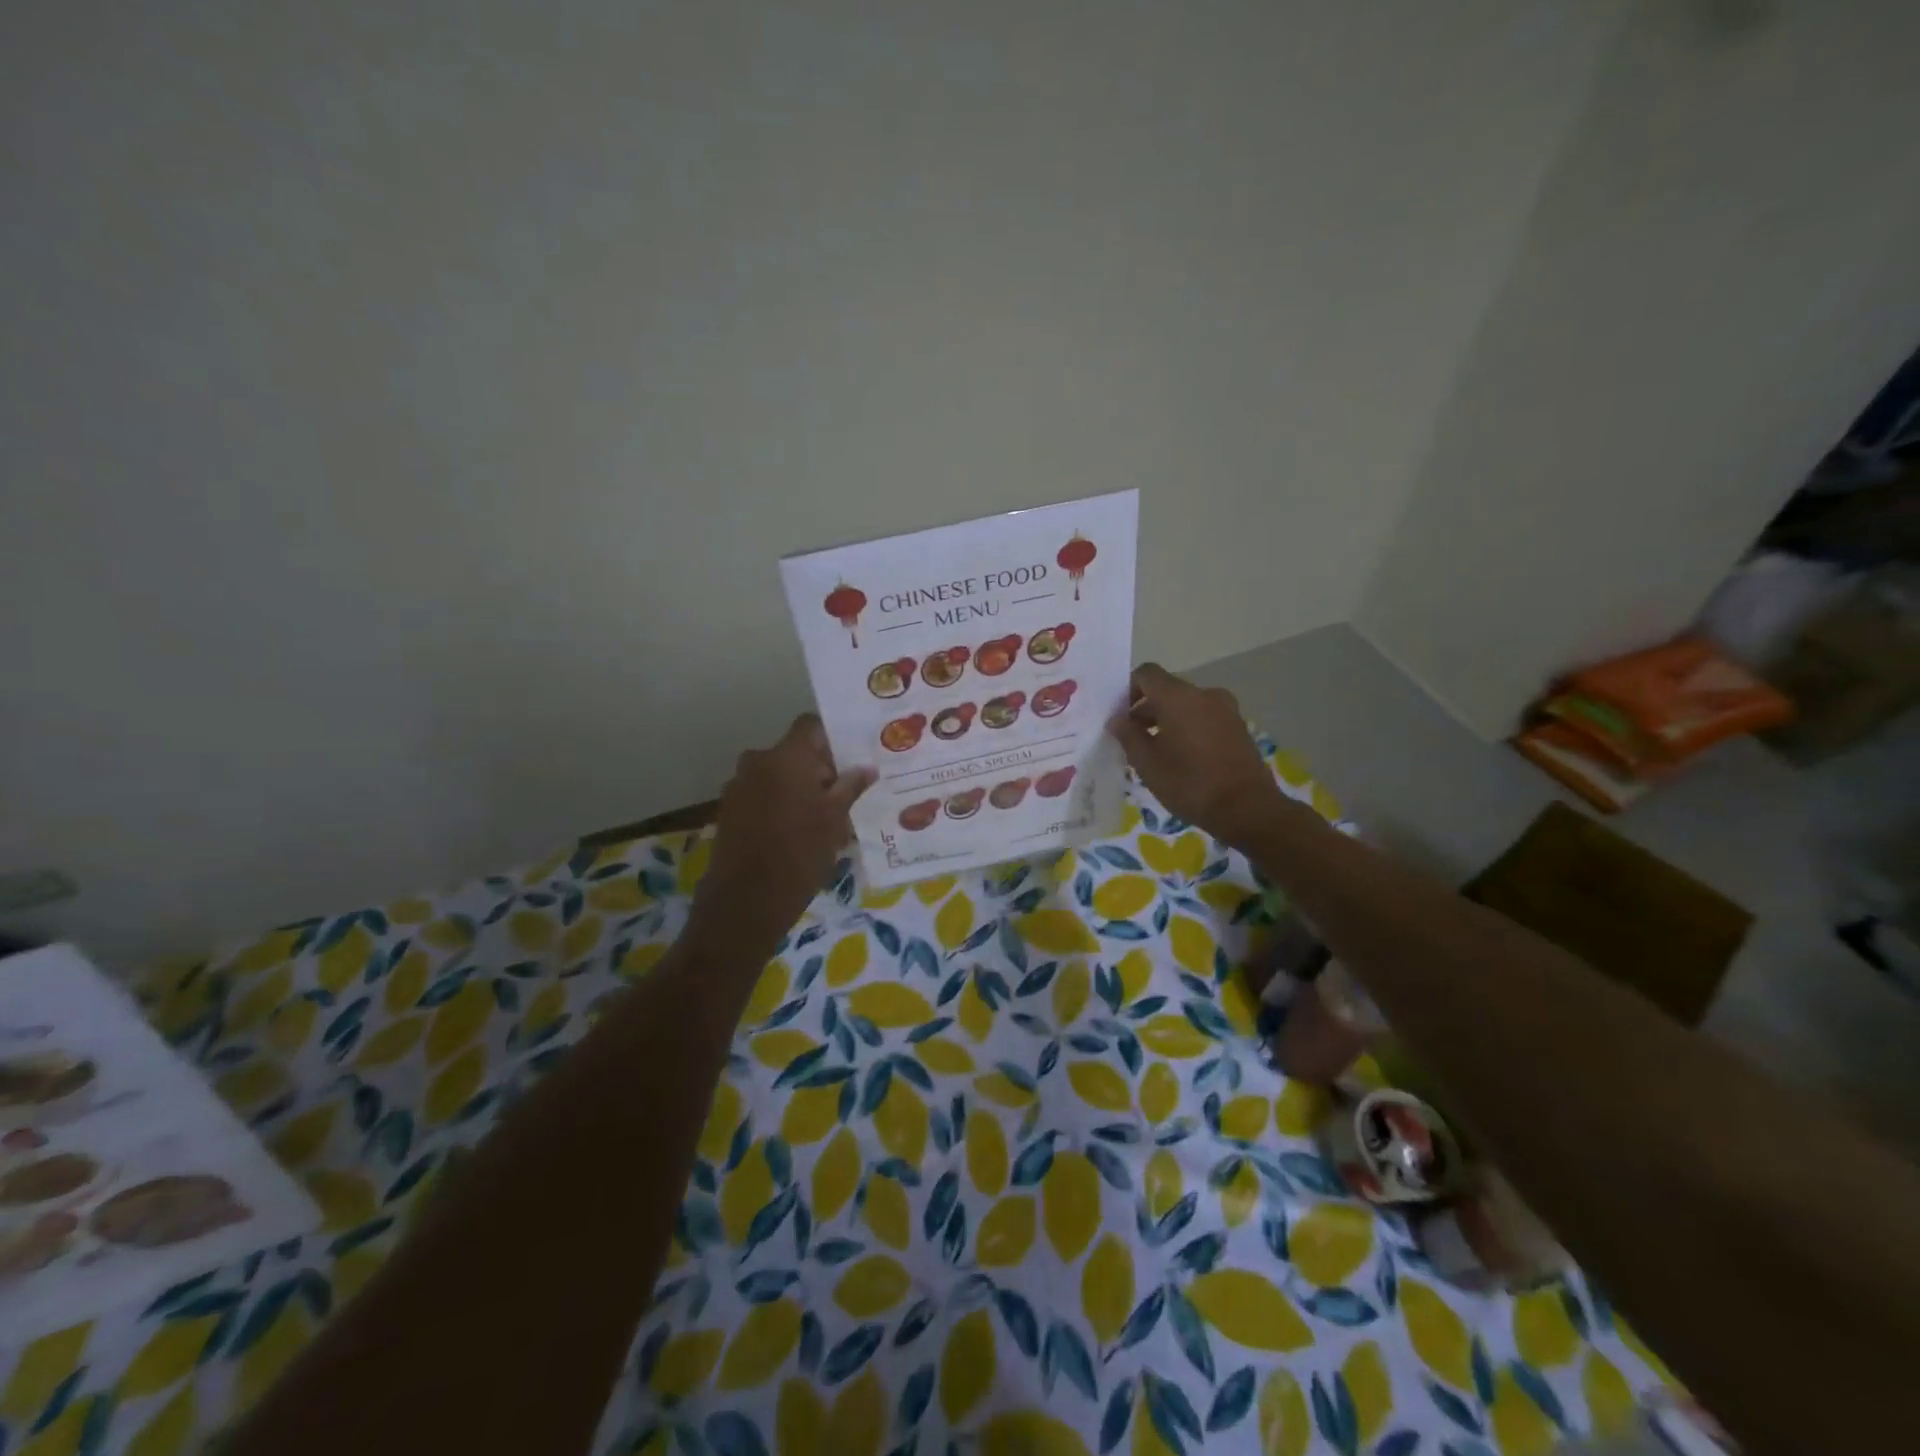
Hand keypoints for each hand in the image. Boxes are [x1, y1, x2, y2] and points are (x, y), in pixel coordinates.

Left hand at [688, 714, 873, 957]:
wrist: (746, 900)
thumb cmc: (800, 853)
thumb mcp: (835, 819)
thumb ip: (850, 787)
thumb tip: (866, 768)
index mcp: (786, 757)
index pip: (810, 725)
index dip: (832, 737)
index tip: (850, 758)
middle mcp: (757, 761)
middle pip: (794, 752)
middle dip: (818, 768)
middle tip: (843, 794)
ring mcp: (738, 786)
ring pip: (777, 775)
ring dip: (797, 787)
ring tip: (821, 817)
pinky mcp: (729, 810)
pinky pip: (761, 794)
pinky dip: (779, 803)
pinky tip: (795, 831)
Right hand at [1109, 664, 1286, 849]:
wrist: (1248, 809)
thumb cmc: (1190, 784)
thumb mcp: (1148, 764)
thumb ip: (1128, 735)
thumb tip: (1117, 719)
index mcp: (1179, 697)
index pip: (1146, 674)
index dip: (1128, 690)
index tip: (1120, 717)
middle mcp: (1204, 694)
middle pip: (1167, 690)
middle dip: (1146, 709)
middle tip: (1133, 740)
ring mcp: (1226, 709)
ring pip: (1186, 705)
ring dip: (1167, 720)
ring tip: (1157, 752)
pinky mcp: (1238, 727)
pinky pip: (1204, 717)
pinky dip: (1188, 728)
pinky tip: (1182, 758)